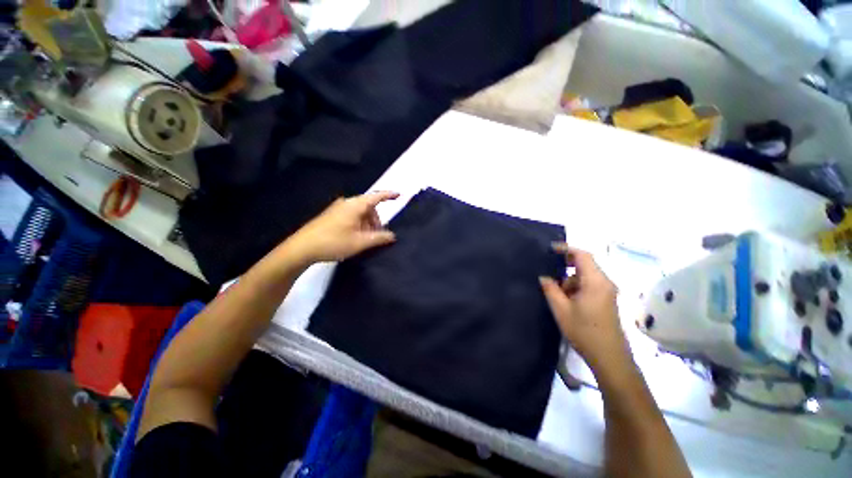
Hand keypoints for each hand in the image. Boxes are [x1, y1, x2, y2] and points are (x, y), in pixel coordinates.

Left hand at [285, 191, 399, 263]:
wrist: (302, 248)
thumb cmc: (334, 242)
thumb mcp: (360, 242)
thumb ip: (379, 238)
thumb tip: (393, 235)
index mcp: (355, 205)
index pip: (376, 197)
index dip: (389, 195)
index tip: (399, 195)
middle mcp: (347, 203)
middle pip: (369, 207)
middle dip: (377, 220)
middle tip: (378, 236)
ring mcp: (337, 209)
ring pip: (360, 213)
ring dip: (368, 224)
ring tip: (366, 240)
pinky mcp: (331, 216)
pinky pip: (352, 216)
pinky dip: (359, 224)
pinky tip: (356, 237)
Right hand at [540, 244, 630, 374]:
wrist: (609, 357)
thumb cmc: (584, 331)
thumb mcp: (561, 309)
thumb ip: (550, 289)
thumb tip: (544, 277)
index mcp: (595, 282)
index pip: (583, 255)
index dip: (566, 249)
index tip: (550, 249)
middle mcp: (605, 283)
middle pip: (585, 265)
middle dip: (565, 267)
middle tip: (548, 273)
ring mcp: (607, 292)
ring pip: (585, 277)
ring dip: (569, 281)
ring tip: (556, 294)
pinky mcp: (606, 301)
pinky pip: (589, 286)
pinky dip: (576, 288)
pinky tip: (566, 301)